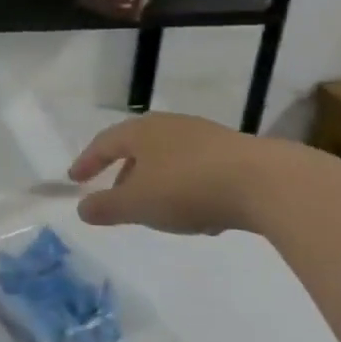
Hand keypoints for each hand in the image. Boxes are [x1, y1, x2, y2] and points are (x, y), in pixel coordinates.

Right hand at [67, 113, 296, 234]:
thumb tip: (82, 208)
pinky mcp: (235, 153)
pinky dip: (187, 188)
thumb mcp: (138, 204)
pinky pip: (198, 170)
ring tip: (157, 211)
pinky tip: (198, 215)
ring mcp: (205, 136)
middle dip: (124, 174)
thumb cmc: (187, 188)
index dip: (87, 162)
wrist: (265, 182)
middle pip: (138, 148)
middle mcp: (170, 126)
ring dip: (157, 183)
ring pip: (169, 159)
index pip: (104, 143)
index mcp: (141, 131)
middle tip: (116, 198)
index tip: (75, 179)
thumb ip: (106, 207)